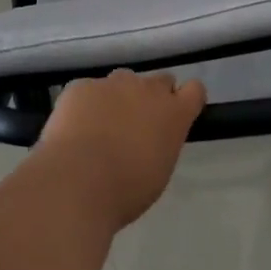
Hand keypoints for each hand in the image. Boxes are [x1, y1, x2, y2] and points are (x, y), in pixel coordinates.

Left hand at [35, 70, 206, 228]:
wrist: (78, 179)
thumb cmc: (127, 189)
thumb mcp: (158, 171)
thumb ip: (160, 143)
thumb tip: (150, 137)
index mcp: (173, 114)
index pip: (195, 90)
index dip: (186, 99)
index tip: (178, 112)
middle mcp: (147, 89)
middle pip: (159, 80)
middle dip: (153, 97)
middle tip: (138, 123)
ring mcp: (112, 83)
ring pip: (123, 81)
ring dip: (119, 97)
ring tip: (102, 126)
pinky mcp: (81, 85)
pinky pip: (89, 90)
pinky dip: (86, 105)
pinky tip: (75, 128)